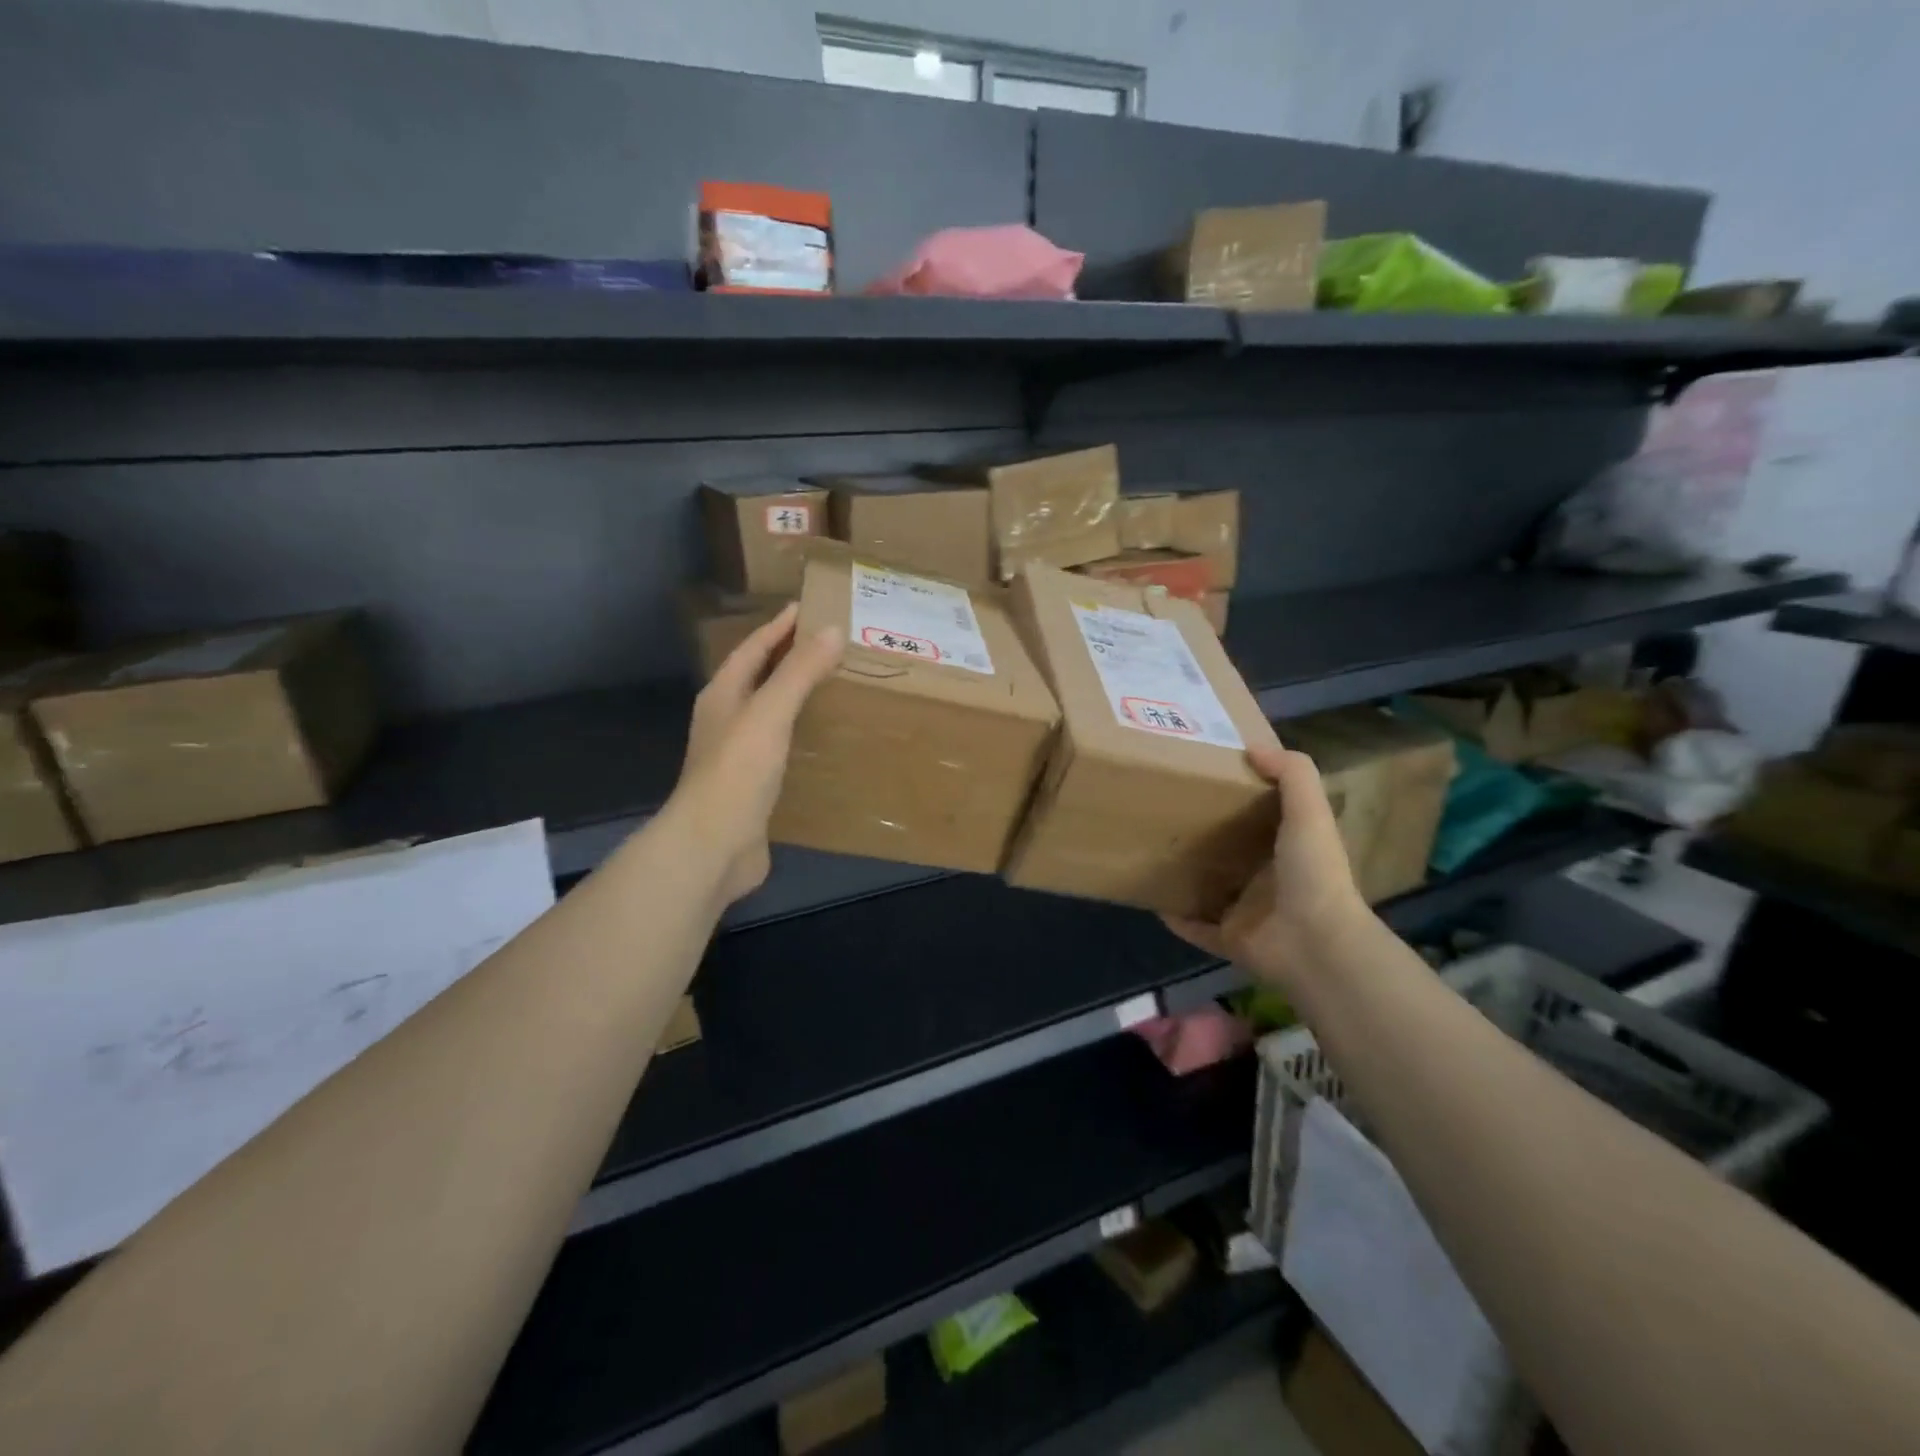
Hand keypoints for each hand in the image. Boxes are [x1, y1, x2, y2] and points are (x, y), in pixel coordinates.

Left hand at [670, 604, 842, 905]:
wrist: (714, 845)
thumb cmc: (738, 771)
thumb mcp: (770, 713)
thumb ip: (799, 672)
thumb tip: (832, 629)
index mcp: (722, 695)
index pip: (752, 649)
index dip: (778, 627)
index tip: (807, 607)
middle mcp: (725, 720)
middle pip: (758, 678)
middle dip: (787, 658)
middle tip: (828, 643)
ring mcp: (737, 755)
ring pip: (768, 713)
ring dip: (794, 696)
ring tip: (832, 684)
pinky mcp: (753, 785)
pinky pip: (780, 746)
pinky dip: (800, 733)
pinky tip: (822, 739)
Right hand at [1161, 744, 1370, 991]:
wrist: (1316, 943)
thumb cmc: (1313, 872)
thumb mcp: (1309, 812)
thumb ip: (1292, 774)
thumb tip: (1253, 749)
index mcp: (1289, 849)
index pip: (1261, 819)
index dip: (1238, 800)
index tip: (1205, 779)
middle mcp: (1268, 880)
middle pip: (1231, 854)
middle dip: (1204, 838)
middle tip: (1166, 814)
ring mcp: (1249, 913)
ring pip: (1210, 890)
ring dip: (1187, 877)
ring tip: (1152, 853)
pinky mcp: (1230, 940)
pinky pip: (1196, 927)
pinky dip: (1177, 918)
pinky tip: (1152, 900)